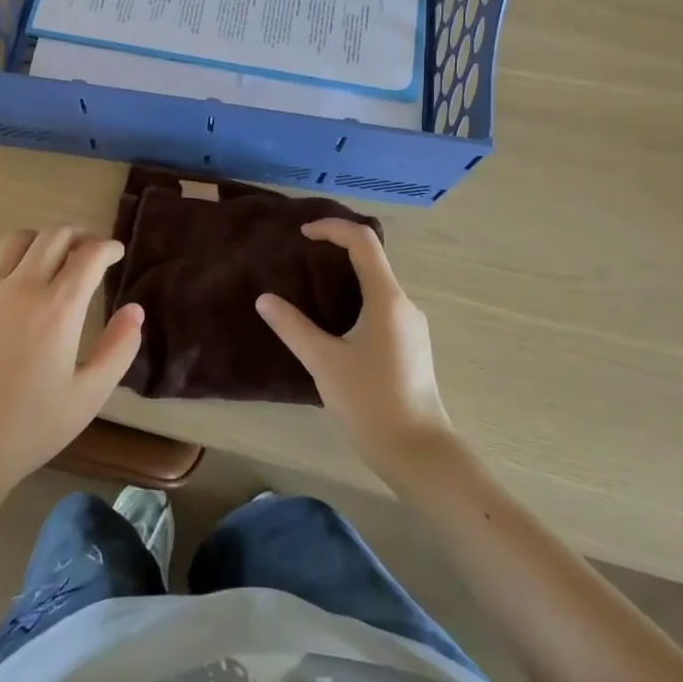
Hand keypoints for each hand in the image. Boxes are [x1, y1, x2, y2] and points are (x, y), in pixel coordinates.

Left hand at [0, 227, 143, 497]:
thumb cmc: (29, 428)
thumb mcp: (89, 396)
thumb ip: (119, 349)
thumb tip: (135, 310)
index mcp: (58, 309)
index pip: (89, 255)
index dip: (107, 247)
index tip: (116, 252)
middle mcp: (22, 288)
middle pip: (54, 236)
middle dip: (79, 236)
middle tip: (90, 251)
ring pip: (17, 240)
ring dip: (42, 241)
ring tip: (53, 259)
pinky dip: (10, 259)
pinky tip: (15, 280)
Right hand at [256, 219, 453, 475]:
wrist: (418, 453)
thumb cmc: (370, 402)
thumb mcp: (324, 362)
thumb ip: (292, 326)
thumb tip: (264, 300)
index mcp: (387, 299)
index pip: (363, 241)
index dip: (332, 229)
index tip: (302, 235)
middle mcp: (404, 305)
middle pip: (372, 258)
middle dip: (337, 249)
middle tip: (301, 257)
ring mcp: (411, 326)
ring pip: (377, 284)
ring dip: (346, 275)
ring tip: (310, 287)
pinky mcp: (410, 346)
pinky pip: (381, 305)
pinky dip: (356, 297)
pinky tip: (334, 321)